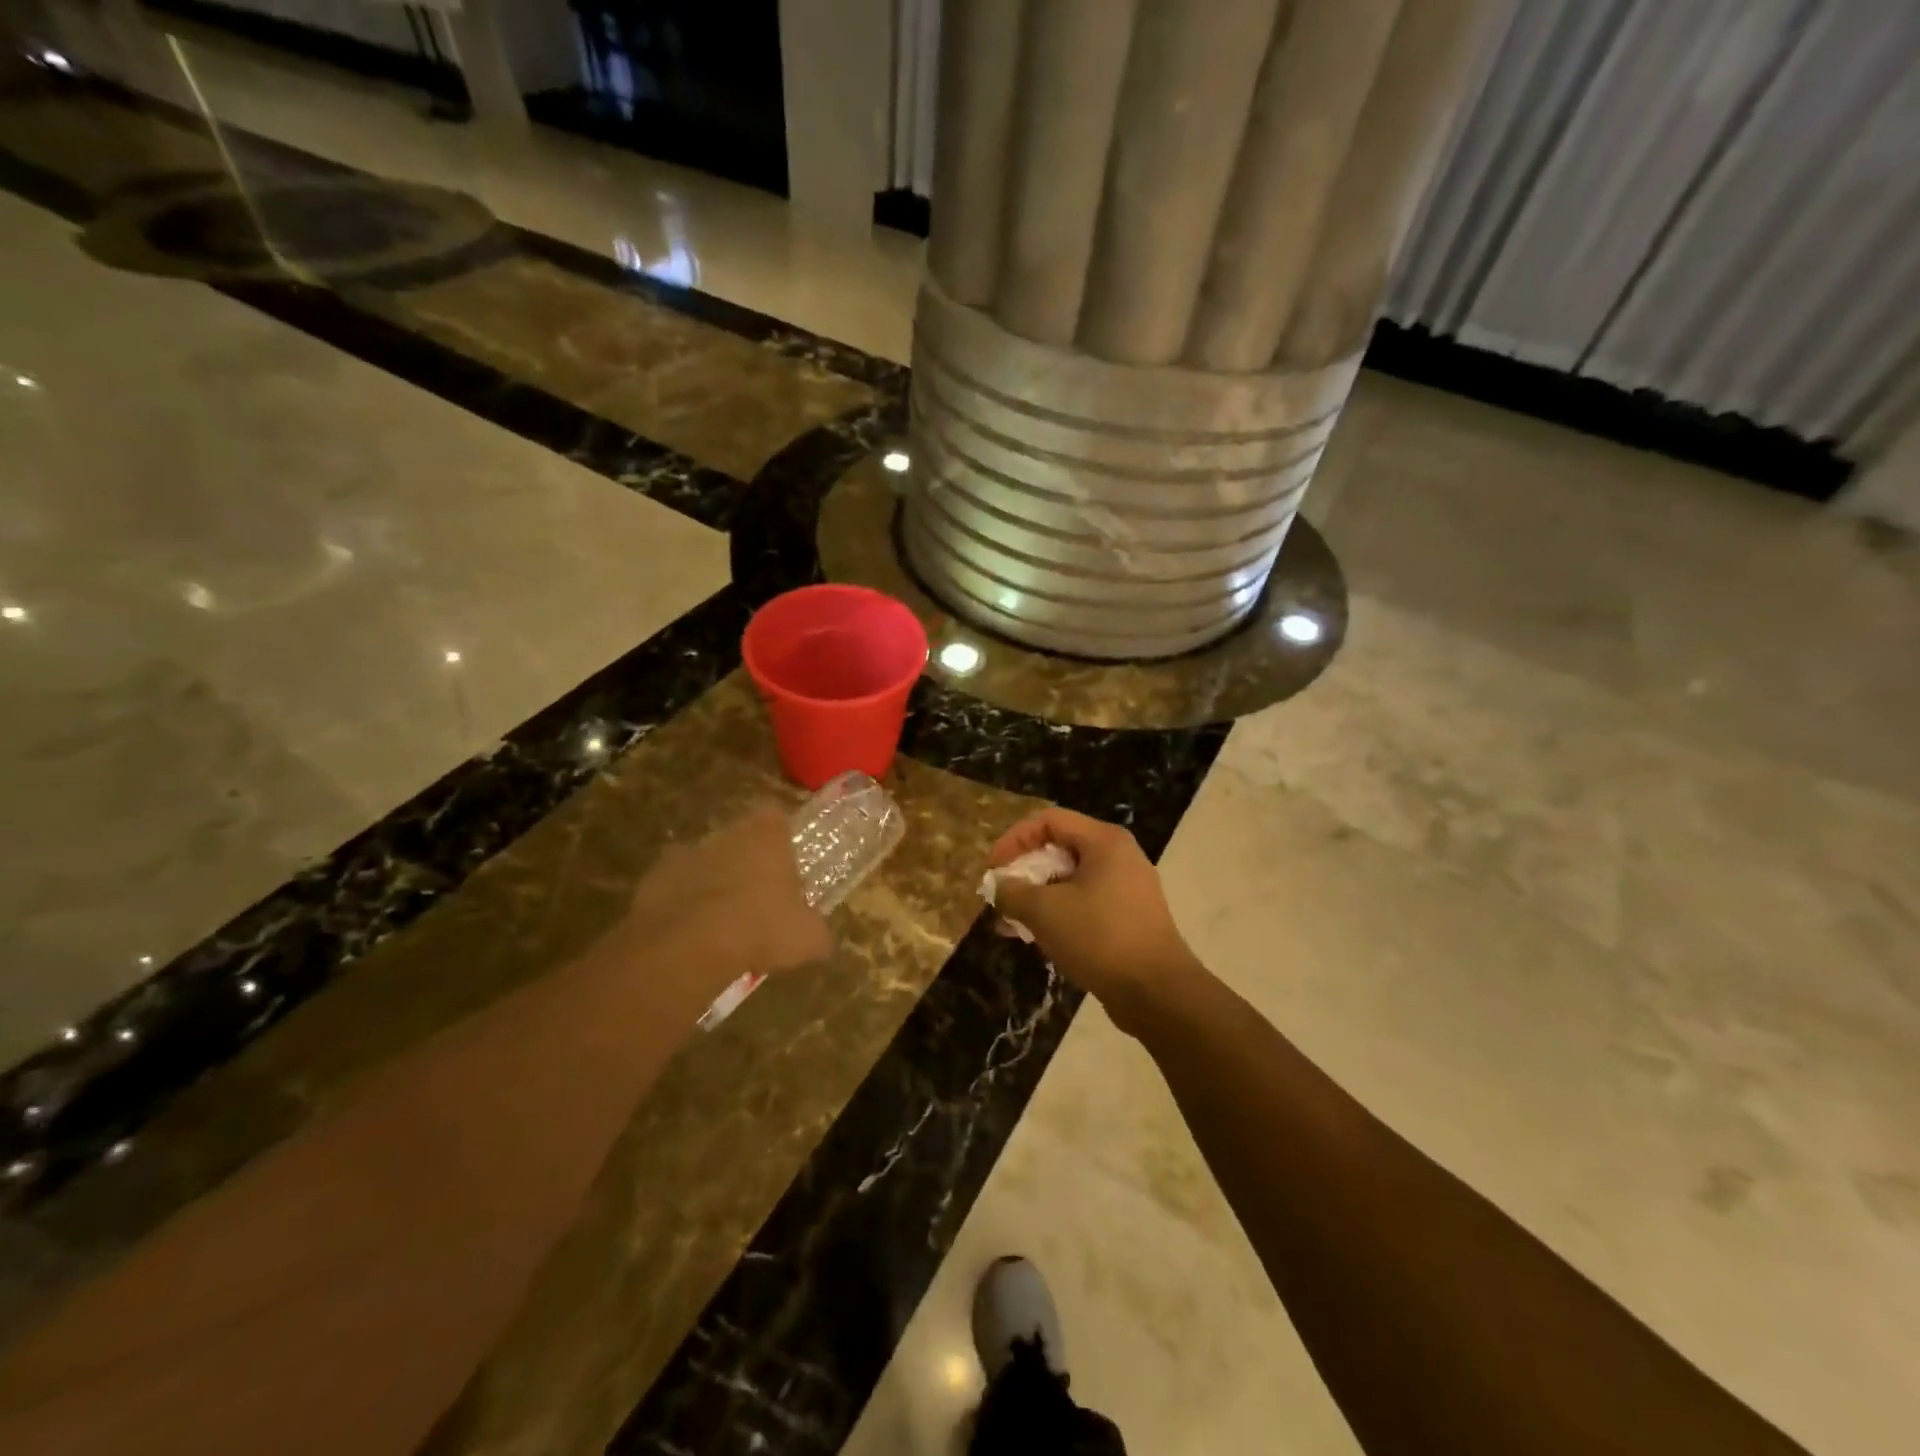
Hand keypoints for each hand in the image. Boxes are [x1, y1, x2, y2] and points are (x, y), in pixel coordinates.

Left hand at [625, 808, 830, 997]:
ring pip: (705, 864)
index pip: (776, 819)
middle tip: (757, 902)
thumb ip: (817, 932)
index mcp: (767, 835)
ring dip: (712, 885)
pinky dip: (681, 907)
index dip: (781, 841)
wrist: (690, 946)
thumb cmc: (762, 928)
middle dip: (746, 864)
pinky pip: (674, 890)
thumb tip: (821, 941)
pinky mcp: (653, 880)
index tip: (786, 866)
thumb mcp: (809, 939)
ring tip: (723, 926)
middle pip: (739, 840)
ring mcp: (685, 854)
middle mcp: (726, 834)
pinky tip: (692, 938)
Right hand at [988, 808, 1205, 1035]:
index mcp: (1104, 841)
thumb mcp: (1044, 911)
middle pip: (1060, 848)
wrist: (1157, 992)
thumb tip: (999, 886)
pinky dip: (1058, 912)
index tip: (993, 869)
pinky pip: (1085, 902)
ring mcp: (1128, 887)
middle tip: (1001, 895)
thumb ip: (1013, 892)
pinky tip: (1036, 937)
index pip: (1049, 820)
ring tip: (1010, 922)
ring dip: (1037, 895)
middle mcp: (1119, 855)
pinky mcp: (1129, 916)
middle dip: (1024, 870)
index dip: (1014, 839)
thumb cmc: (1099, 937)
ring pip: (1071, 879)